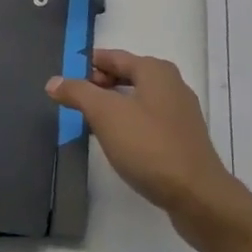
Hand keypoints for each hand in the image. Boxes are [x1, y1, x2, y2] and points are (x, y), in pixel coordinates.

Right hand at [47, 49, 249, 241]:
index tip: (67, 72)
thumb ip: (79, 93)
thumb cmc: (149, 146)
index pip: (115, 57)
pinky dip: (130, 122)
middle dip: (102, 83)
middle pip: (129, 75)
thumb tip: (55, 80)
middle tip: (75, 99)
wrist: (196, 194)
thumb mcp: (107, 115)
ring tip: (91, 120)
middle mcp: (171, 84)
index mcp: (155, 71)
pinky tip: (118, 141)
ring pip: (139, 98)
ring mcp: (180, 112)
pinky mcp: (183, 138)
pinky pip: (150, 120)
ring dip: (115, 105)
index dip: (90, 63)